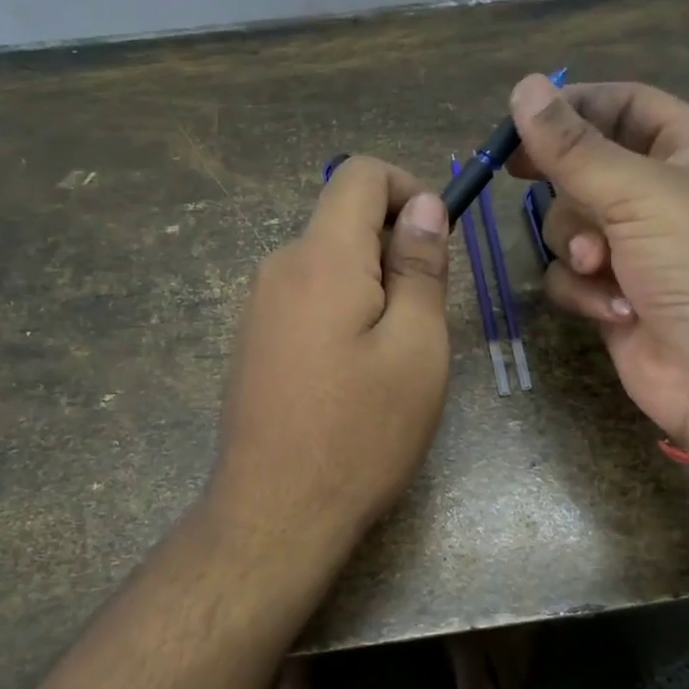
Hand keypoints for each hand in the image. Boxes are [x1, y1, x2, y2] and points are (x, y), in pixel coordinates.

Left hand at [209, 156, 451, 557]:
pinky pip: (305, 300)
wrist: (276, 513)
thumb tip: (423, 205)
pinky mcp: (252, 343)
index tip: (437, 242)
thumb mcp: (417, 348)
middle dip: (392, 247)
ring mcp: (256, 308)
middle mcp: (278, 268)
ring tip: (392, 356)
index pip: (359, 175)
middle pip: (341, 220)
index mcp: (321, 258)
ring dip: (369, 285)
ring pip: (325, 263)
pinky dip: (340, 312)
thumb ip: (420, 267)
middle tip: (425, 317)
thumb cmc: (361, 433)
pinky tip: (352, 376)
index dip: (408, 188)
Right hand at [507, 75, 688, 446]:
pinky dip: (584, 291)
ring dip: (576, 245)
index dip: (573, 107)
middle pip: (585, 168)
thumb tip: (522, 88)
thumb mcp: (642, 193)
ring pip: (569, 226)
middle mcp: (662, 196)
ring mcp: (638, 251)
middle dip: (567, 187)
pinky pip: (573, 277)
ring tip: (601, 266)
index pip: (623, 105)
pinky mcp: (616, 296)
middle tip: (521, 177)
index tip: (519, 121)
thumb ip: (574, 147)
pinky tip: (616, 309)